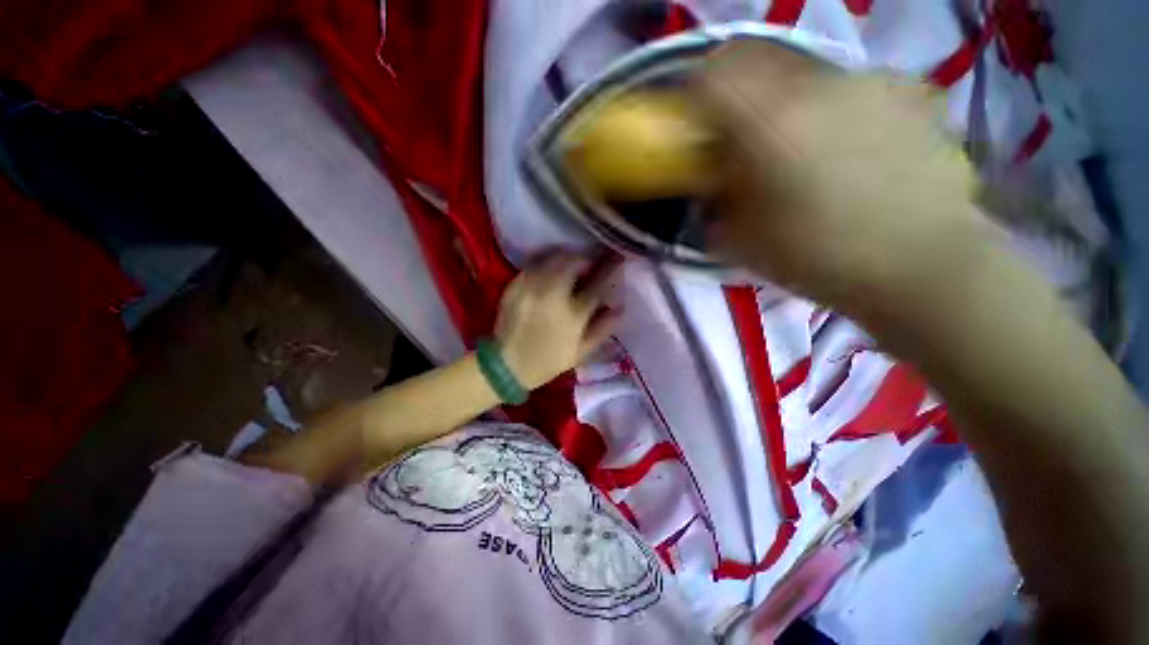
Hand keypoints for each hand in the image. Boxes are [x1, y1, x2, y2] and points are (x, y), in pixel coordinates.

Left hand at [494, 254, 618, 389]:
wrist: (507, 365)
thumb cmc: (548, 361)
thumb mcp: (581, 353)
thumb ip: (603, 329)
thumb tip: (619, 307)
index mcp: (573, 316)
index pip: (597, 285)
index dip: (609, 269)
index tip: (617, 259)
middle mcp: (553, 296)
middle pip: (572, 263)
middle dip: (585, 257)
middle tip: (589, 260)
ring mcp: (531, 288)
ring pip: (552, 259)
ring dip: (566, 255)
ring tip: (571, 259)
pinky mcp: (515, 286)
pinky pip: (533, 264)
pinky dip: (545, 260)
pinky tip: (550, 265)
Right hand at [697, 41, 993, 319]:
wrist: (923, 265)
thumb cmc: (819, 257)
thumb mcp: (741, 240)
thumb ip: (715, 203)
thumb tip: (711, 186)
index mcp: (772, 121)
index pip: (715, 72)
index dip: (697, 92)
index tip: (697, 123)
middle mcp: (821, 83)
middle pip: (760, 61)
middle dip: (740, 96)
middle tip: (742, 138)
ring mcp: (872, 82)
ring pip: (807, 74)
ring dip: (789, 103)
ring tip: (801, 149)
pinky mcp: (911, 94)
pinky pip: (853, 88)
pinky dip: (836, 110)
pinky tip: (849, 149)